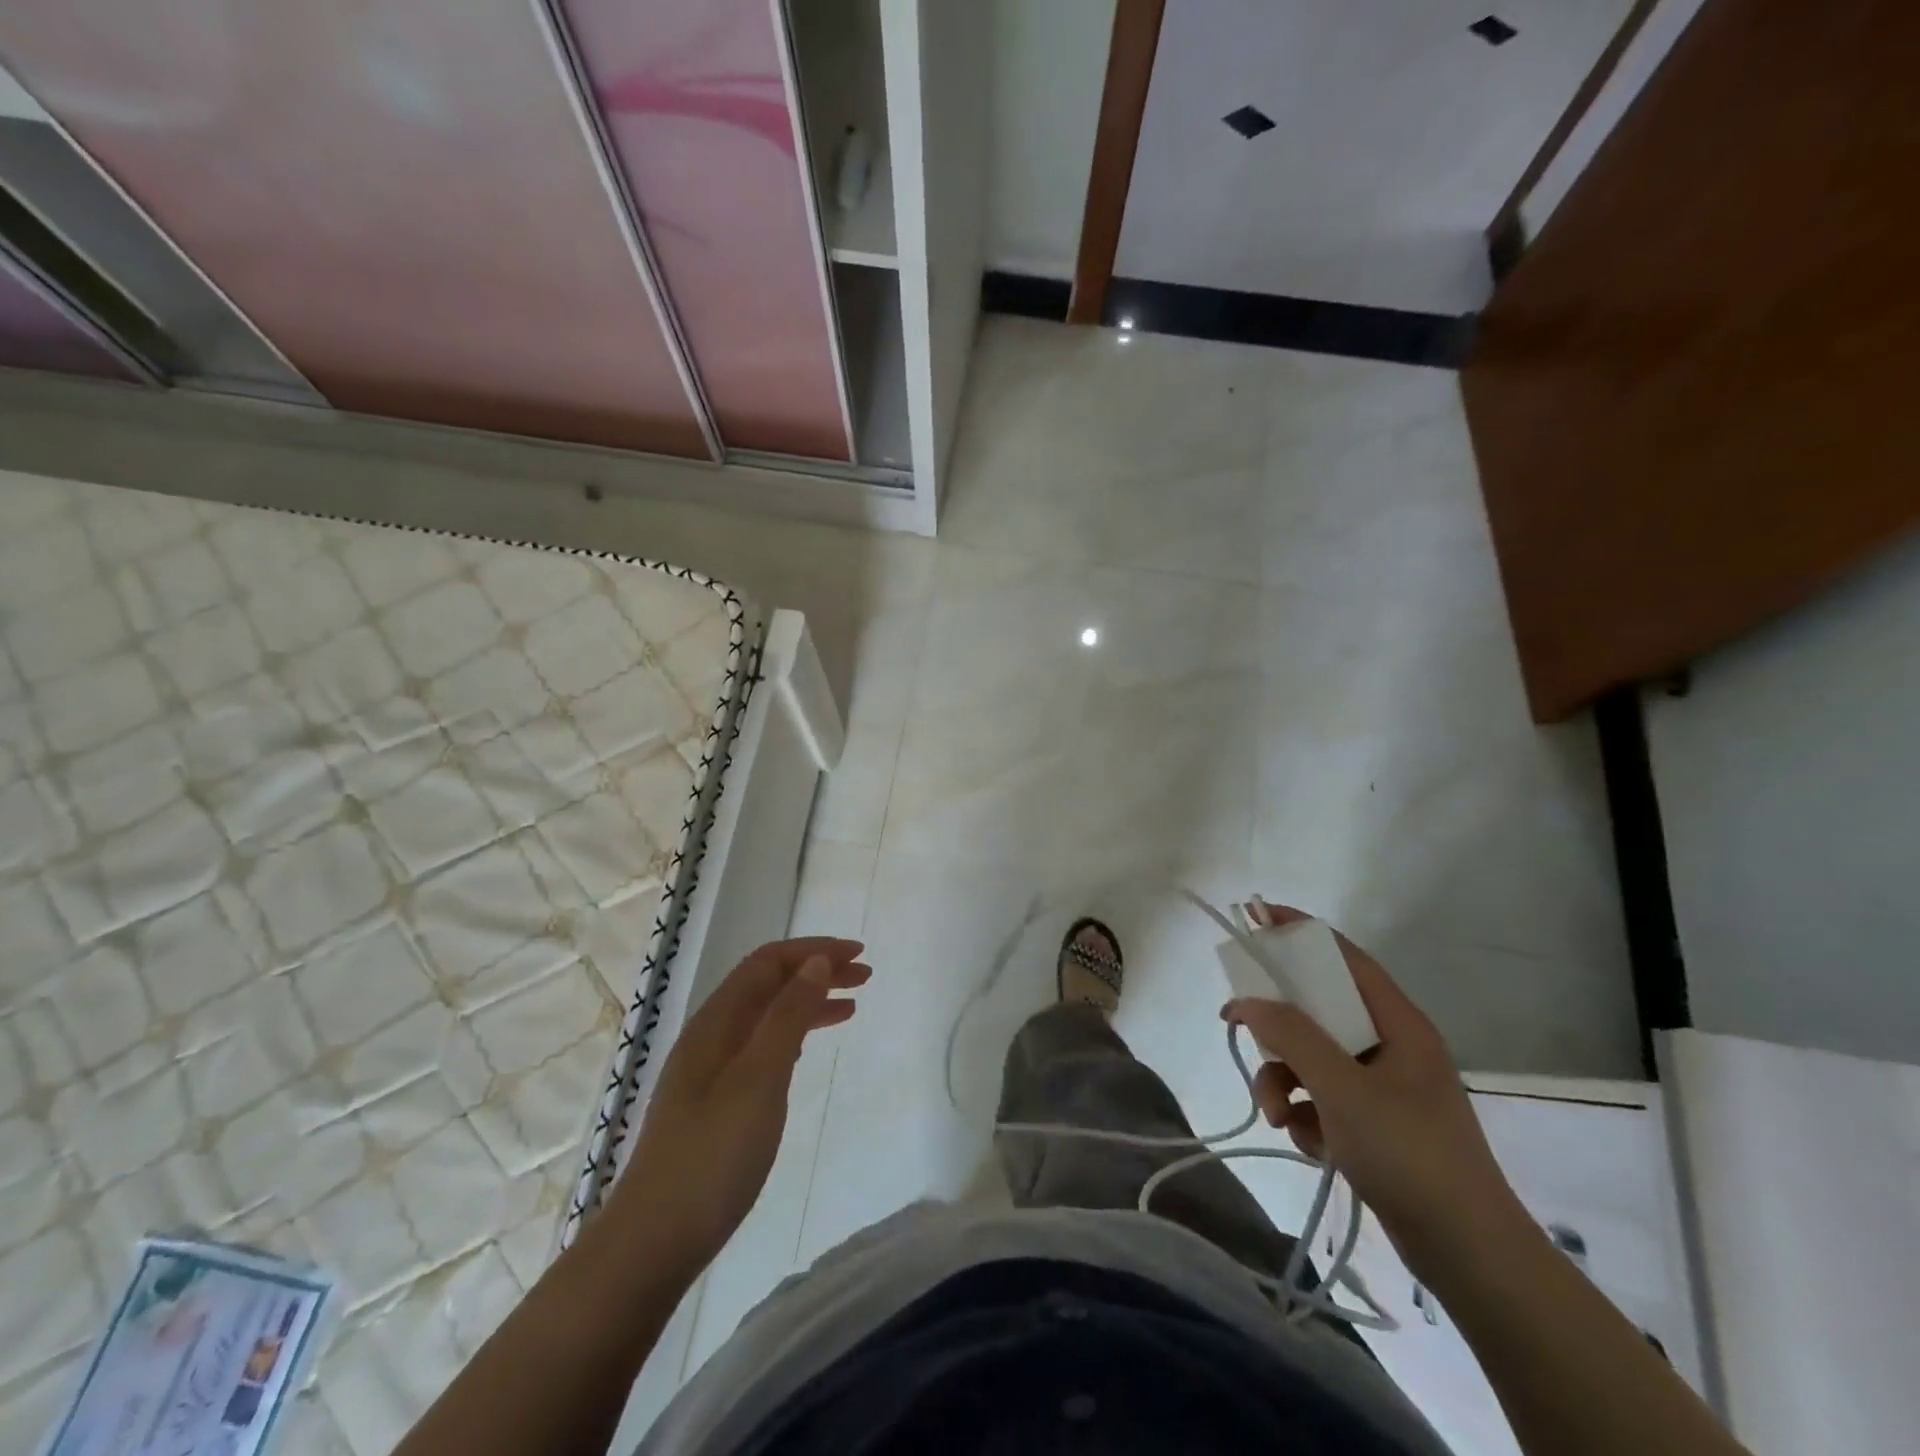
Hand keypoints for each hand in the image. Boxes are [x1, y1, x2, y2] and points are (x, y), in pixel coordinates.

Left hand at [611, 937, 869, 1273]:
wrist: (653, 1242)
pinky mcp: (715, 1101)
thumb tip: (815, 962)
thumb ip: (788, 1016)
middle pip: (768, 984)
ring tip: (850, 1007)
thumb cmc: (712, 1156)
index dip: (814, 950)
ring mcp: (710, 1070)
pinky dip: (792, 1036)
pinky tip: (805, 1049)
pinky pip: (761, 1047)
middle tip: (864, 976)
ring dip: (807, 1002)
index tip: (858, 954)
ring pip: (766, 1016)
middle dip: (815, 971)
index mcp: (716, 1022)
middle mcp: (711, 1036)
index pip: (768, 962)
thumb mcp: (759, 1079)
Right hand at [1225, 902, 1524, 1277]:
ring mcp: (1382, 1086)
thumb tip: (1247, 1001)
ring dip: (1284, 1080)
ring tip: (1280, 1116)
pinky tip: (1310, 1143)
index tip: (1255, 918)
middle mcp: (1390, 1045)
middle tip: (1239, 1027)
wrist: (1469, 1257)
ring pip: (1312, 1057)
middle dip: (1277, 1028)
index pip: (1343, 956)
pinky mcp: (1373, 1123)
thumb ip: (1292, 1037)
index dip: (1299, 932)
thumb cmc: (1410, 1155)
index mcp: (1397, 1023)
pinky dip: (1306, 1113)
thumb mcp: (1343, 1090)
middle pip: (1317, 1009)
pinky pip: (1322, 1096)